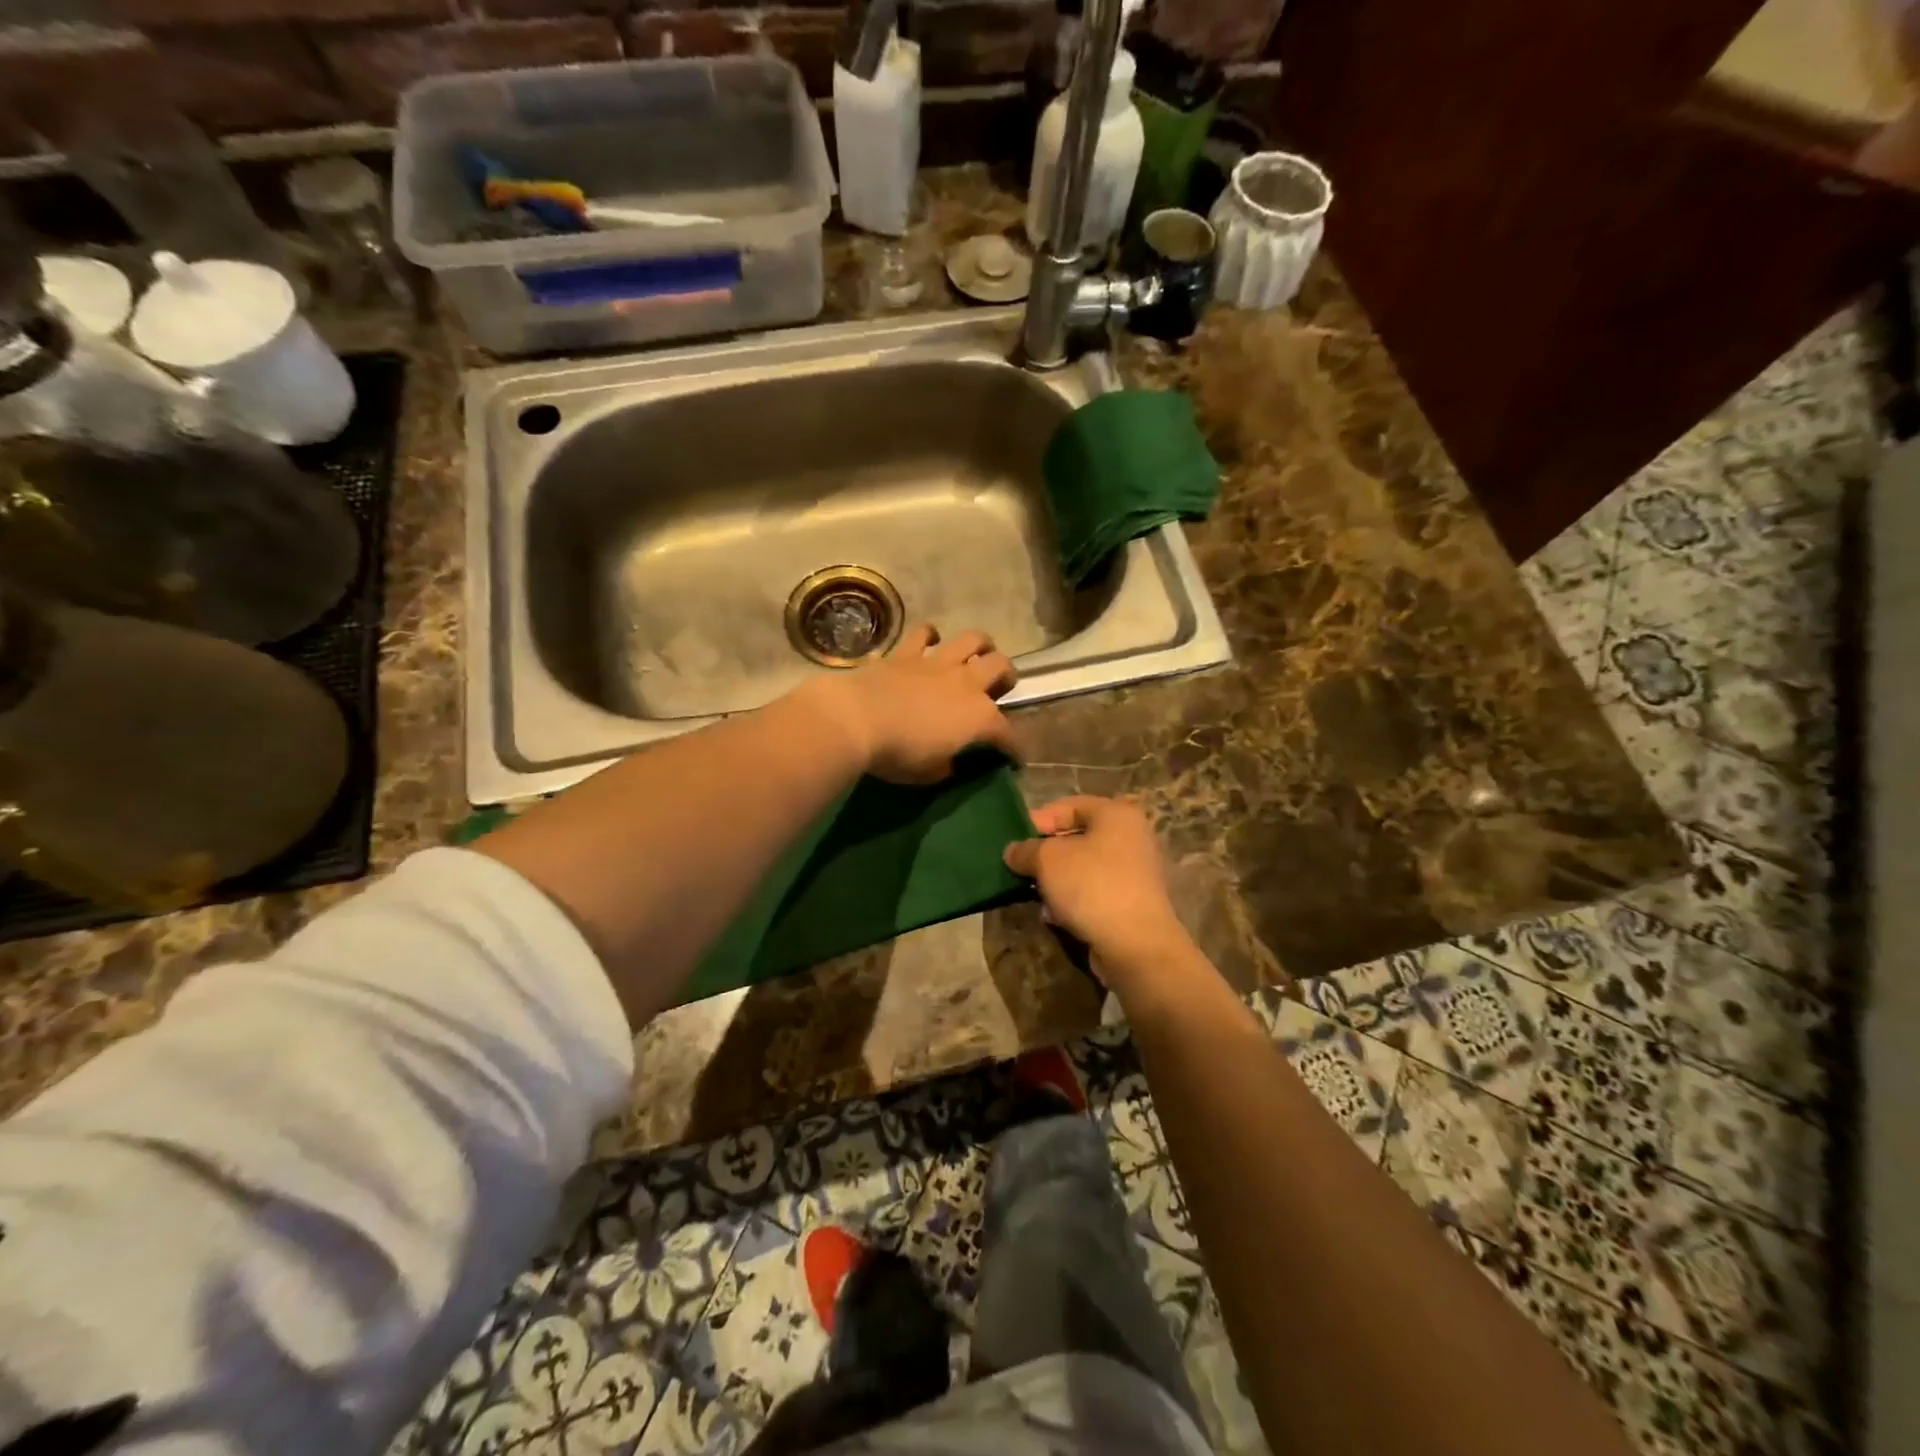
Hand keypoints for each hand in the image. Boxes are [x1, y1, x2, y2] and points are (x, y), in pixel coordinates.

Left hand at [797, 623, 1019, 784]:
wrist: (857, 719)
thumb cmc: (898, 754)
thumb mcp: (929, 774)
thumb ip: (947, 766)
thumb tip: (951, 763)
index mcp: (979, 718)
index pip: (1009, 735)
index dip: (1016, 750)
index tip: (1015, 761)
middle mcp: (967, 683)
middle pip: (1001, 668)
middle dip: (1006, 678)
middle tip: (998, 689)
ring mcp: (938, 662)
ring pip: (973, 639)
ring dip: (981, 646)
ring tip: (977, 656)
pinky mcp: (907, 652)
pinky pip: (924, 633)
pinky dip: (930, 636)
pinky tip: (930, 642)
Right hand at [1002, 796, 1193, 984]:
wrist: (1135, 945)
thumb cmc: (1091, 886)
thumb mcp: (1047, 860)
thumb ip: (1025, 850)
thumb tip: (1013, 851)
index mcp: (1117, 814)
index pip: (1070, 805)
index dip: (1039, 819)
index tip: (1015, 840)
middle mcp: (1132, 837)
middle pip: (1078, 837)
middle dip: (1046, 854)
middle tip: (1022, 868)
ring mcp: (1136, 872)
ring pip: (1084, 868)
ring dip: (1057, 881)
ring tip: (1036, 895)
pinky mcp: (1134, 903)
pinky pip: (1095, 892)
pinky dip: (1074, 900)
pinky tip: (1055, 917)